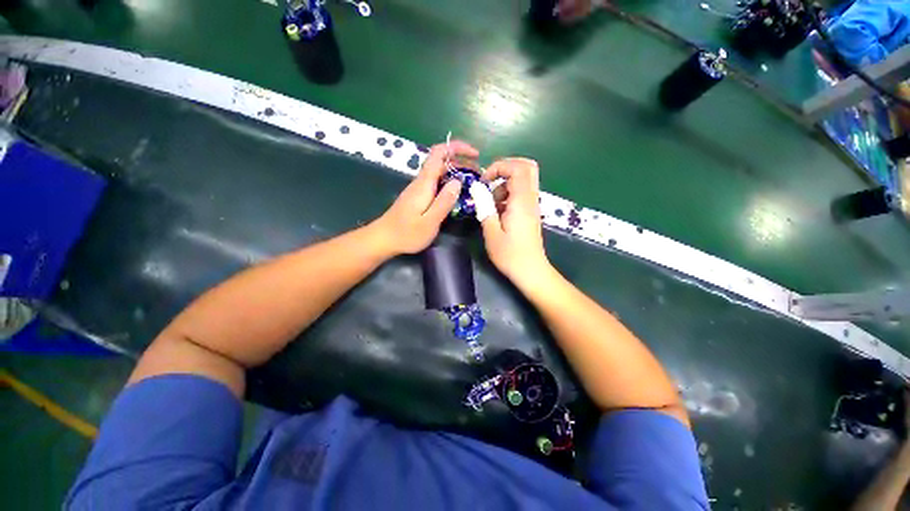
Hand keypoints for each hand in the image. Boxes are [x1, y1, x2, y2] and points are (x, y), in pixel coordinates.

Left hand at [373, 140, 478, 254]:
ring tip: (472, 184)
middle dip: (461, 162)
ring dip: (456, 173)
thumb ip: (444, 201)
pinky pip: (436, 183)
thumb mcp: (430, 222)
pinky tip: (456, 195)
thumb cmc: (407, 233)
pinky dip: (449, 183)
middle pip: (441, 161)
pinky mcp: (418, 196)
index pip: (439, 153)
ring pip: (439, 172)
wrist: (384, 239)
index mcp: (424, 183)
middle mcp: (421, 182)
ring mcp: (418, 188)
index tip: (475, 154)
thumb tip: (458, 181)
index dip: (457, 148)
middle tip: (478, 175)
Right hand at [478, 158, 550, 284]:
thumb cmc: (510, 255)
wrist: (531, 270)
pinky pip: (522, 193)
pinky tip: (498, 212)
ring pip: (524, 179)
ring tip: (492, 204)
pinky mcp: (530, 212)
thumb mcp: (491, 233)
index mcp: (521, 202)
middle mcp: (530, 199)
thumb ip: (484, 208)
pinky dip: (508, 194)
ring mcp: (532, 205)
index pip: (517, 168)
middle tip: (490, 180)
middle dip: (506, 168)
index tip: (484, 181)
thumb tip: (477, 188)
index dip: (499, 167)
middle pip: (527, 167)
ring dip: (505, 184)